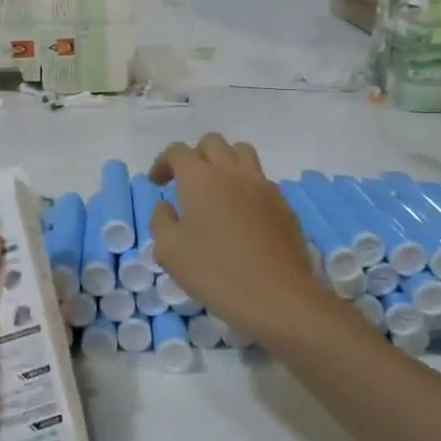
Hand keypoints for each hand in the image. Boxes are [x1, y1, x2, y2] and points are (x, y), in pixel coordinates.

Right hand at [150, 134, 348, 349]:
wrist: (278, 296)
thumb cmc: (215, 272)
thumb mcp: (170, 251)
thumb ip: (161, 221)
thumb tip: (166, 206)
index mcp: (200, 178)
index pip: (178, 152)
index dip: (163, 163)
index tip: (157, 183)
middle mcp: (232, 172)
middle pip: (213, 143)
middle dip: (195, 156)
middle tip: (186, 183)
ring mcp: (263, 186)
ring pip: (242, 153)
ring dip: (224, 162)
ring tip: (216, 190)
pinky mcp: (283, 205)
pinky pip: (261, 180)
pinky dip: (246, 186)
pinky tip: (241, 215)